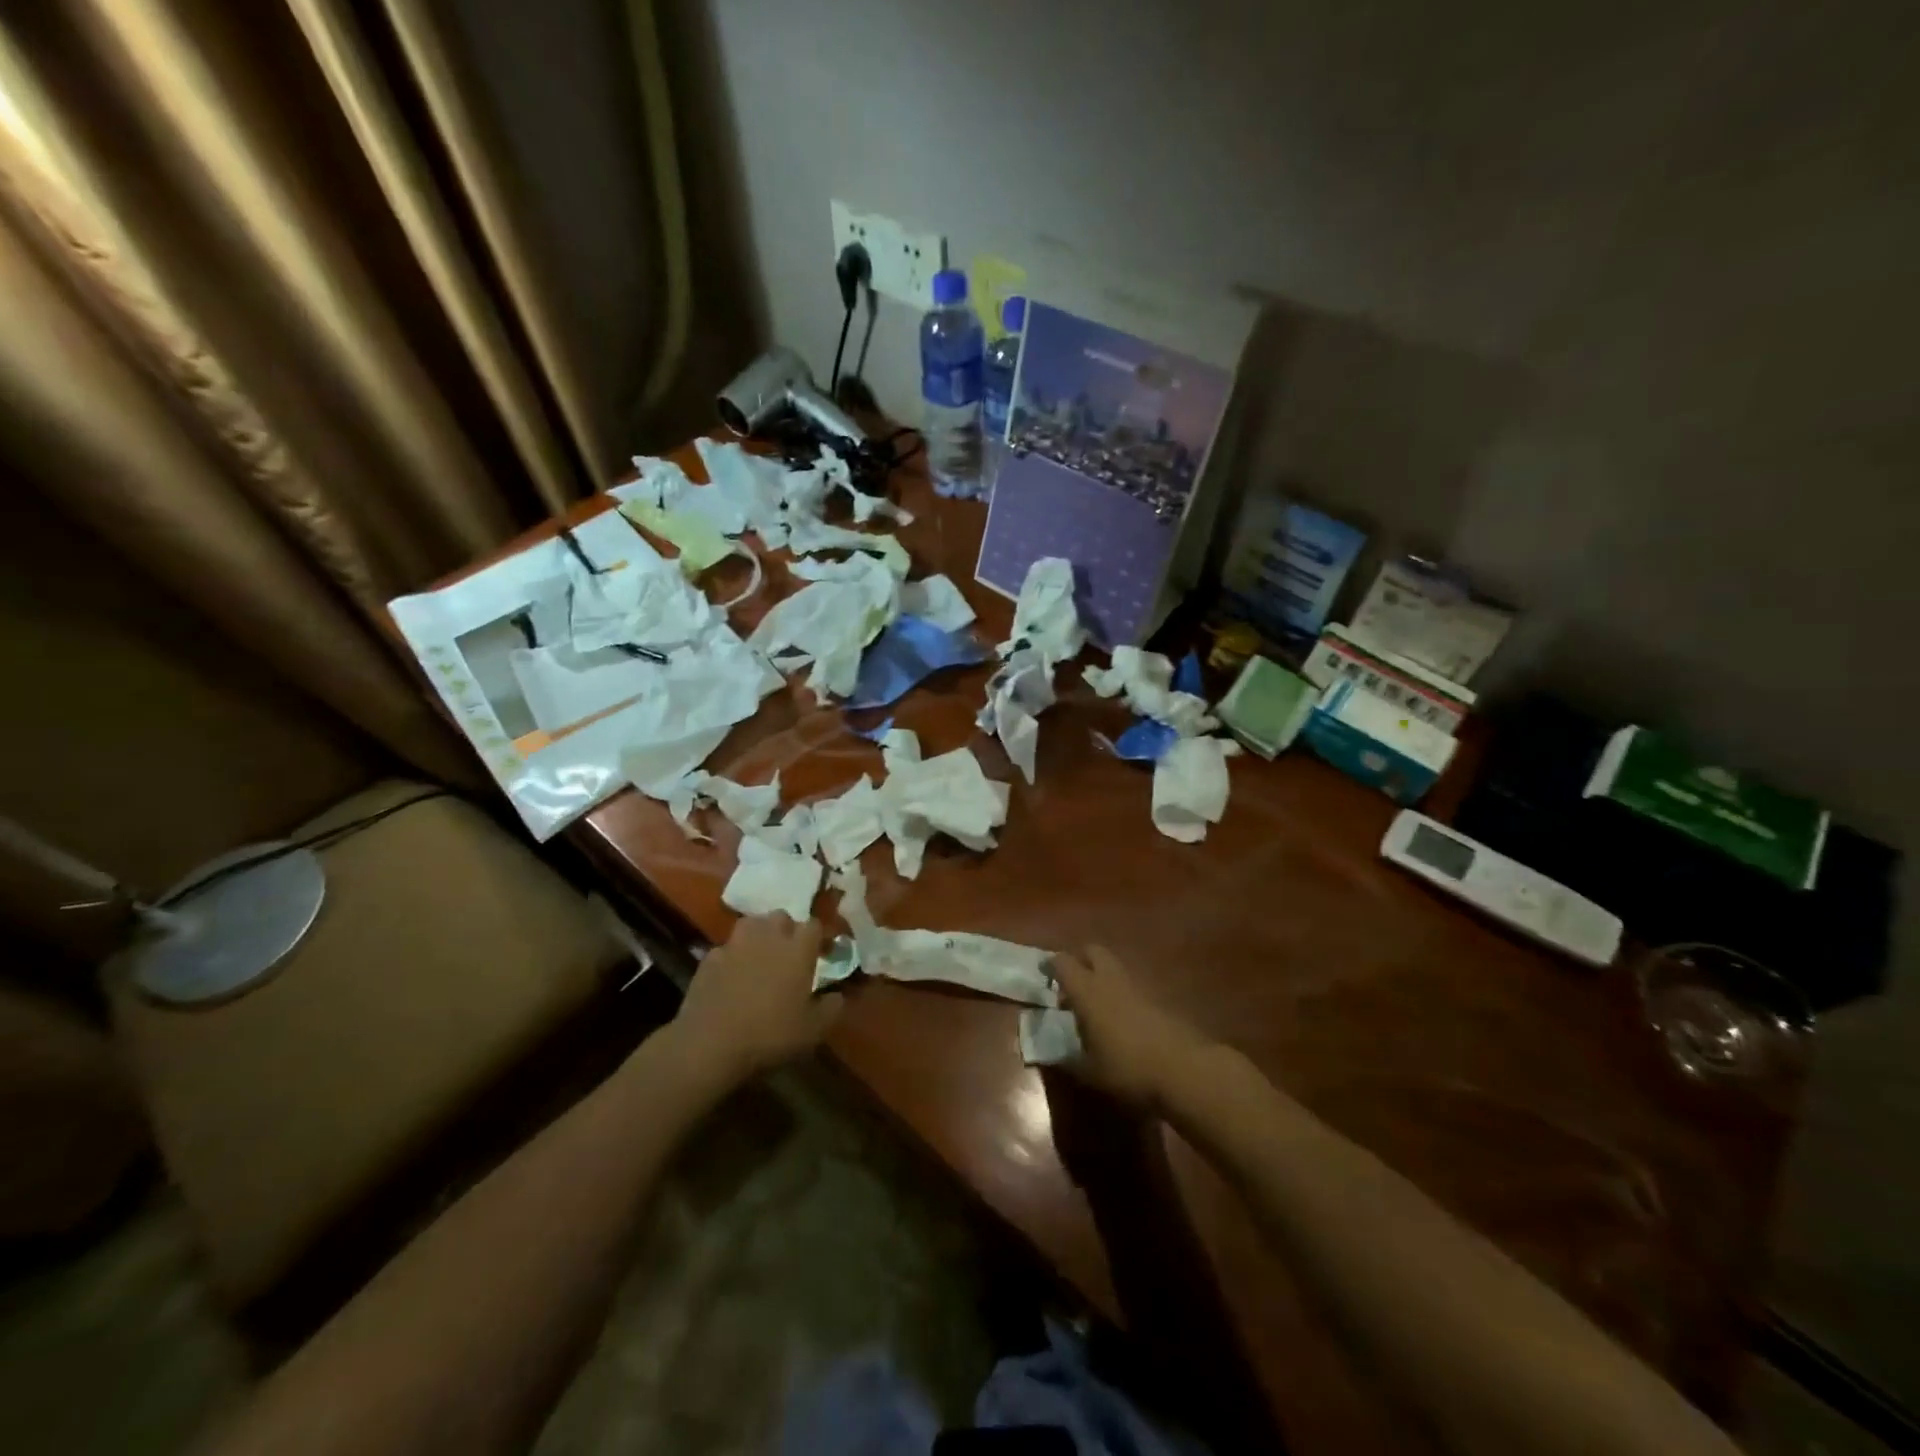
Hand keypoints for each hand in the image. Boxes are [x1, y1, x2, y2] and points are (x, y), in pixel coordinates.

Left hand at [674, 914, 841, 1081]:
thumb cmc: (770, 1034)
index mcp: (798, 948)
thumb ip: (831, 1008)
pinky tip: (732, 976)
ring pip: (751, 924)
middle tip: (790, 954)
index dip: (819, 938)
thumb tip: (837, 996)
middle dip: (788, 930)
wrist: (710, 1044)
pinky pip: (727, 948)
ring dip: (759, 935)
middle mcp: (768, 936)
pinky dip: (733, 956)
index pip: (814, 925)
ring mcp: (735, 944)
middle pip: (781, 917)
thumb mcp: (813, 1030)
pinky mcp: (709, 958)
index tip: (822, 954)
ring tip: (761, 957)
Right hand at [1050, 945, 1211, 1109]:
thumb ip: (1067, 1059)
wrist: (1183, 1069)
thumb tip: (1050, 1054)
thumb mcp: (1089, 1071)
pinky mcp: (1157, 997)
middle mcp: (1110, 979)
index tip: (1043, 975)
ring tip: (1094, 1003)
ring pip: (1113, 965)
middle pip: (1092, 951)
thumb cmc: (1127, 1068)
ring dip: (1101, 975)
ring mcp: (1137, 985)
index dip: (1051, 966)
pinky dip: (1119, 990)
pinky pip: (1130, 983)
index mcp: (1087, 991)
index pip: (1063, 963)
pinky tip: (1119, 1017)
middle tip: (1070, 983)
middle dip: (1079, 960)